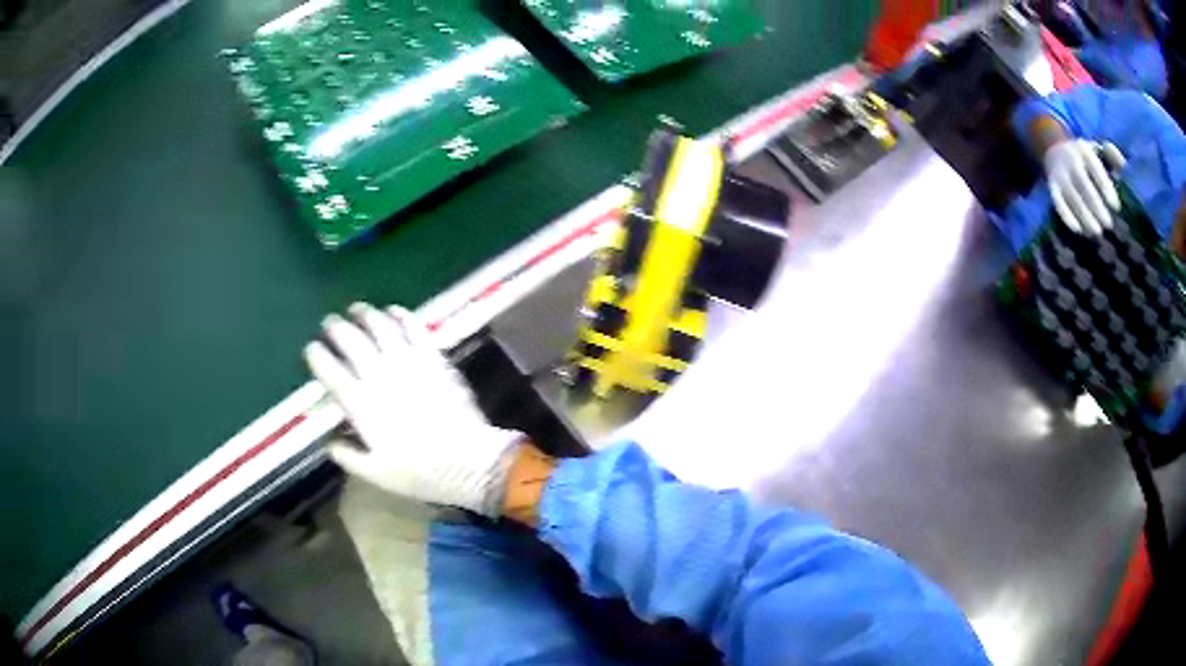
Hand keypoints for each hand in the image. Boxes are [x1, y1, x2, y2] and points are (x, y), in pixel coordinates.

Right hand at [305, 303, 521, 515]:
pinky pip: (413, 328)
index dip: (317, 356)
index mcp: (360, 404)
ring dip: (365, 315)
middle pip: (351, 341)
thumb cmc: (419, 472)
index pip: (329, 371)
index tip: (311, 348)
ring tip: (357, 310)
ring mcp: (407, 362)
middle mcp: (378, 375)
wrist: (467, 461)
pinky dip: (401, 315)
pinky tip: (393, 310)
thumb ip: (347, 456)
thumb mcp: (376, 473)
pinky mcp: (432, 357)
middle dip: (336, 328)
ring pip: (380, 327)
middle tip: (330, 323)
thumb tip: (329, 442)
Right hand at [1044, 139, 1125, 234]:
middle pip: (1083, 184)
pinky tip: (1078, 230)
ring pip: (1071, 196)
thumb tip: (1126, 169)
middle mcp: (1070, 159)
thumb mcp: (1099, 150)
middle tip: (1108, 225)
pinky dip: (1067, 217)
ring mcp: (1059, 174)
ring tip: (1096, 232)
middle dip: (1096, 206)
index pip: (1095, 168)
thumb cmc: (1087, 158)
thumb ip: (1113, 158)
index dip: (1105, 187)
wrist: (1055, 150)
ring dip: (1084, 215)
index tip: (1116, 207)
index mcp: (1084, 150)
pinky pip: (1058, 203)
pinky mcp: (1052, 187)